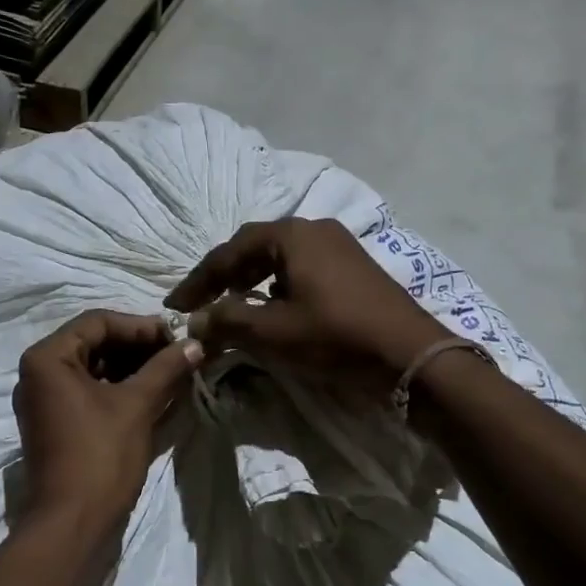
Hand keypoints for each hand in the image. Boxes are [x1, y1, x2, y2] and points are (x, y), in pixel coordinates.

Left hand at [13, 310, 202, 536]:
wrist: (71, 523)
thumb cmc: (101, 456)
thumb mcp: (137, 405)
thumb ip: (166, 368)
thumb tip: (196, 343)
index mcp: (47, 358)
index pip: (98, 321)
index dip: (141, 326)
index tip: (176, 338)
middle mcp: (37, 373)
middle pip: (93, 342)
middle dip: (137, 347)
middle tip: (176, 354)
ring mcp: (43, 400)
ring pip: (92, 368)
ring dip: (131, 367)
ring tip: (170, 373)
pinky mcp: (54, 423)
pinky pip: (87, 392)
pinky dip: (118, 389)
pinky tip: (152, 394)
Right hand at [165, 219, 449, 391]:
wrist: (410, 356)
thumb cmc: (335, 338)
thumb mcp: (272, 332)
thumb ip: (226, 322)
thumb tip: (194, 321)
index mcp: (292, 235)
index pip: (229, 252)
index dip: (198, 281)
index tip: (175, 306)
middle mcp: (315, 229)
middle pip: (255, 248)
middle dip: (225, 277)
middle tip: (202, 304)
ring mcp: (340, 246)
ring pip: (281, 259)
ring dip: (252, 281)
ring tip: (233, 307)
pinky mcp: (354, 268)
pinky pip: (303, 269)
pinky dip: (278, 286)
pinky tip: (274, 309)